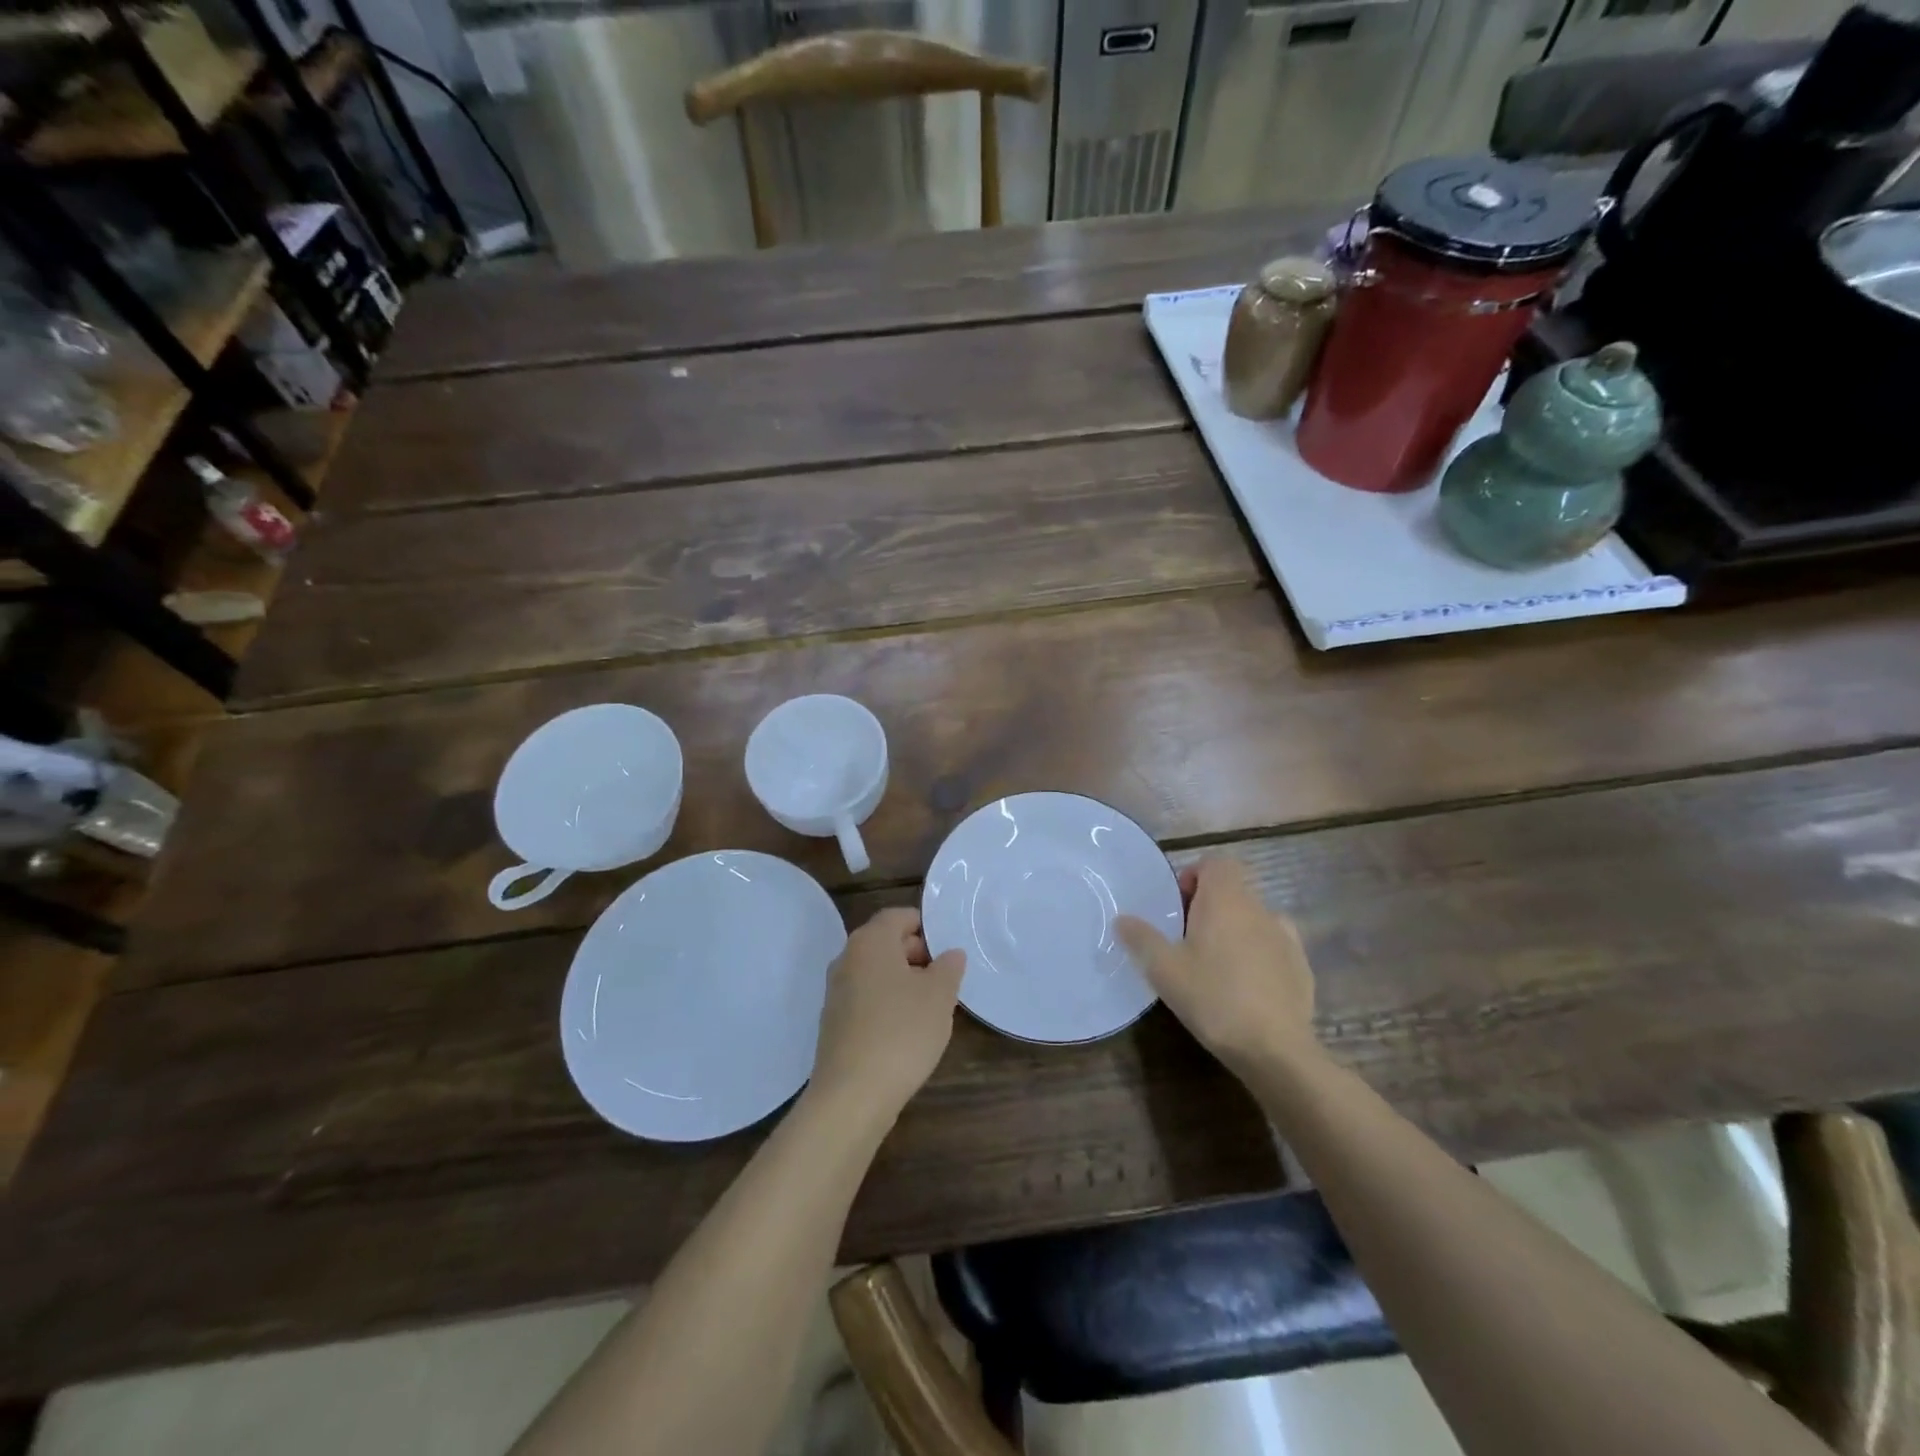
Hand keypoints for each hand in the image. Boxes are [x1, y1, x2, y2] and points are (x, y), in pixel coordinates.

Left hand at [810, 907, 966, 1116]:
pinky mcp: (834, 1022)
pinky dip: (886, 1004)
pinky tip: (906, 1030)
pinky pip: (865, 998)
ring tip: (931, 1006)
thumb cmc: (901, 1032)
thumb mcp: (939, 996)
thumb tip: (950, 954)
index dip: (925, 927)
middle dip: (916, 954)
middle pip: (885, 942)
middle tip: (945, 978)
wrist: (852, 1095)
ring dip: (902, 981)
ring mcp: (836, 992)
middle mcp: (847, 958)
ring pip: (875, 972)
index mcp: (870, 941)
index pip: (898, 916)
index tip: (948, 948)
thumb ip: (948, 967)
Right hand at [1116, 858, 1317, 1074]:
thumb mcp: (1163, 969)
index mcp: (1226, 900)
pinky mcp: (1301, 966)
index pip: (1216, 862)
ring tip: (1215, 965)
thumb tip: (1122, 919)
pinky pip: (1273, 946)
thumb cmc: (1214, 998)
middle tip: (1186, 940)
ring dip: (1233, 930)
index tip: (1178, 907)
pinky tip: (1244, 987)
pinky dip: (1257, 954)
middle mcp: (1259, 908)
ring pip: (1253, 918)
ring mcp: (1285, 937)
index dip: (1194, 876)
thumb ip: (1141, 938)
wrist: (1276, 1050)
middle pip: (1233, 890)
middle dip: (1208, 906)